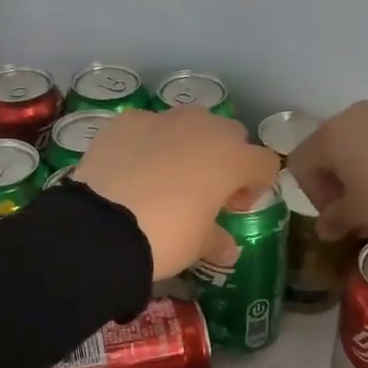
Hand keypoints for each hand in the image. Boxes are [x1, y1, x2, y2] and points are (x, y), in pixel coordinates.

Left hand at [74, 108, 280, 279]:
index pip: (264, 163)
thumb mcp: (198, 245)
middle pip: (230, 135)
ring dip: (188, 145)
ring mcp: (163, 119)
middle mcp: (203, 128)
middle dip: (224, 159)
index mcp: (232, 158)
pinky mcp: (127, 121)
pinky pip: (148, 127)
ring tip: (166, 177)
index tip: (232, 208)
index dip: (255, 186)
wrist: (103, 226)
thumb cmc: (166, 236)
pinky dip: (148, 143)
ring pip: (189, 124)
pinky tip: (132, 170)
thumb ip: (218, 240)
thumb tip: (228, 249)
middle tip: (204, 191)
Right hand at [288, 100, 367, 239]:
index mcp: (331, 134)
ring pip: (360, 143)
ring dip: (360, 172)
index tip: (335, 218)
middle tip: (354, 213)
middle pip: (330, 150)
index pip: (302, 164)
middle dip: (336, 184)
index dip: (313, 195)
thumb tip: (325, 228)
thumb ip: (335, 218)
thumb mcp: (360, 213)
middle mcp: (355, 115)